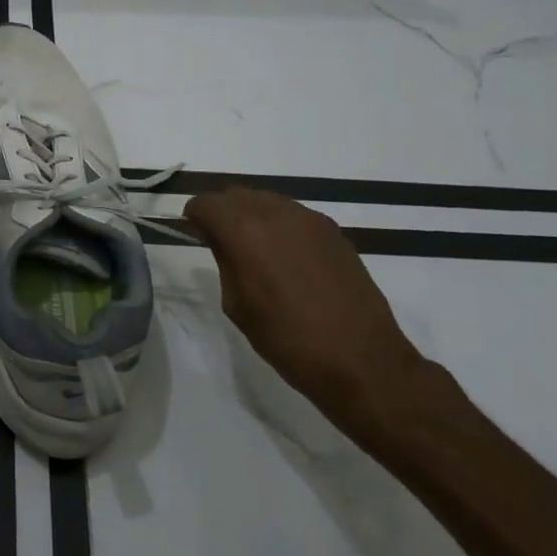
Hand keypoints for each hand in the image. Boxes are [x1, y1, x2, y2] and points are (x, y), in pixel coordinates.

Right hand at [184, 187, 428, 437]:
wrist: (362, 361)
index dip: (195, 217)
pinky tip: (286, 258)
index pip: (206, 203)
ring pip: (266, 199)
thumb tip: (219, 239)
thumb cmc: (288, 341)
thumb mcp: (237, 305)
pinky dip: (280, 224)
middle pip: (236, 194)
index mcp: (245, 232)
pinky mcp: (334, 231)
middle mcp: (276, 214)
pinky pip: (293, 214)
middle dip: (222, 211)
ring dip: (252, 215)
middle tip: (221, 241)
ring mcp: (310, 219)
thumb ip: (224, 261)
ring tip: (256, 250)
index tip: (194, 234)